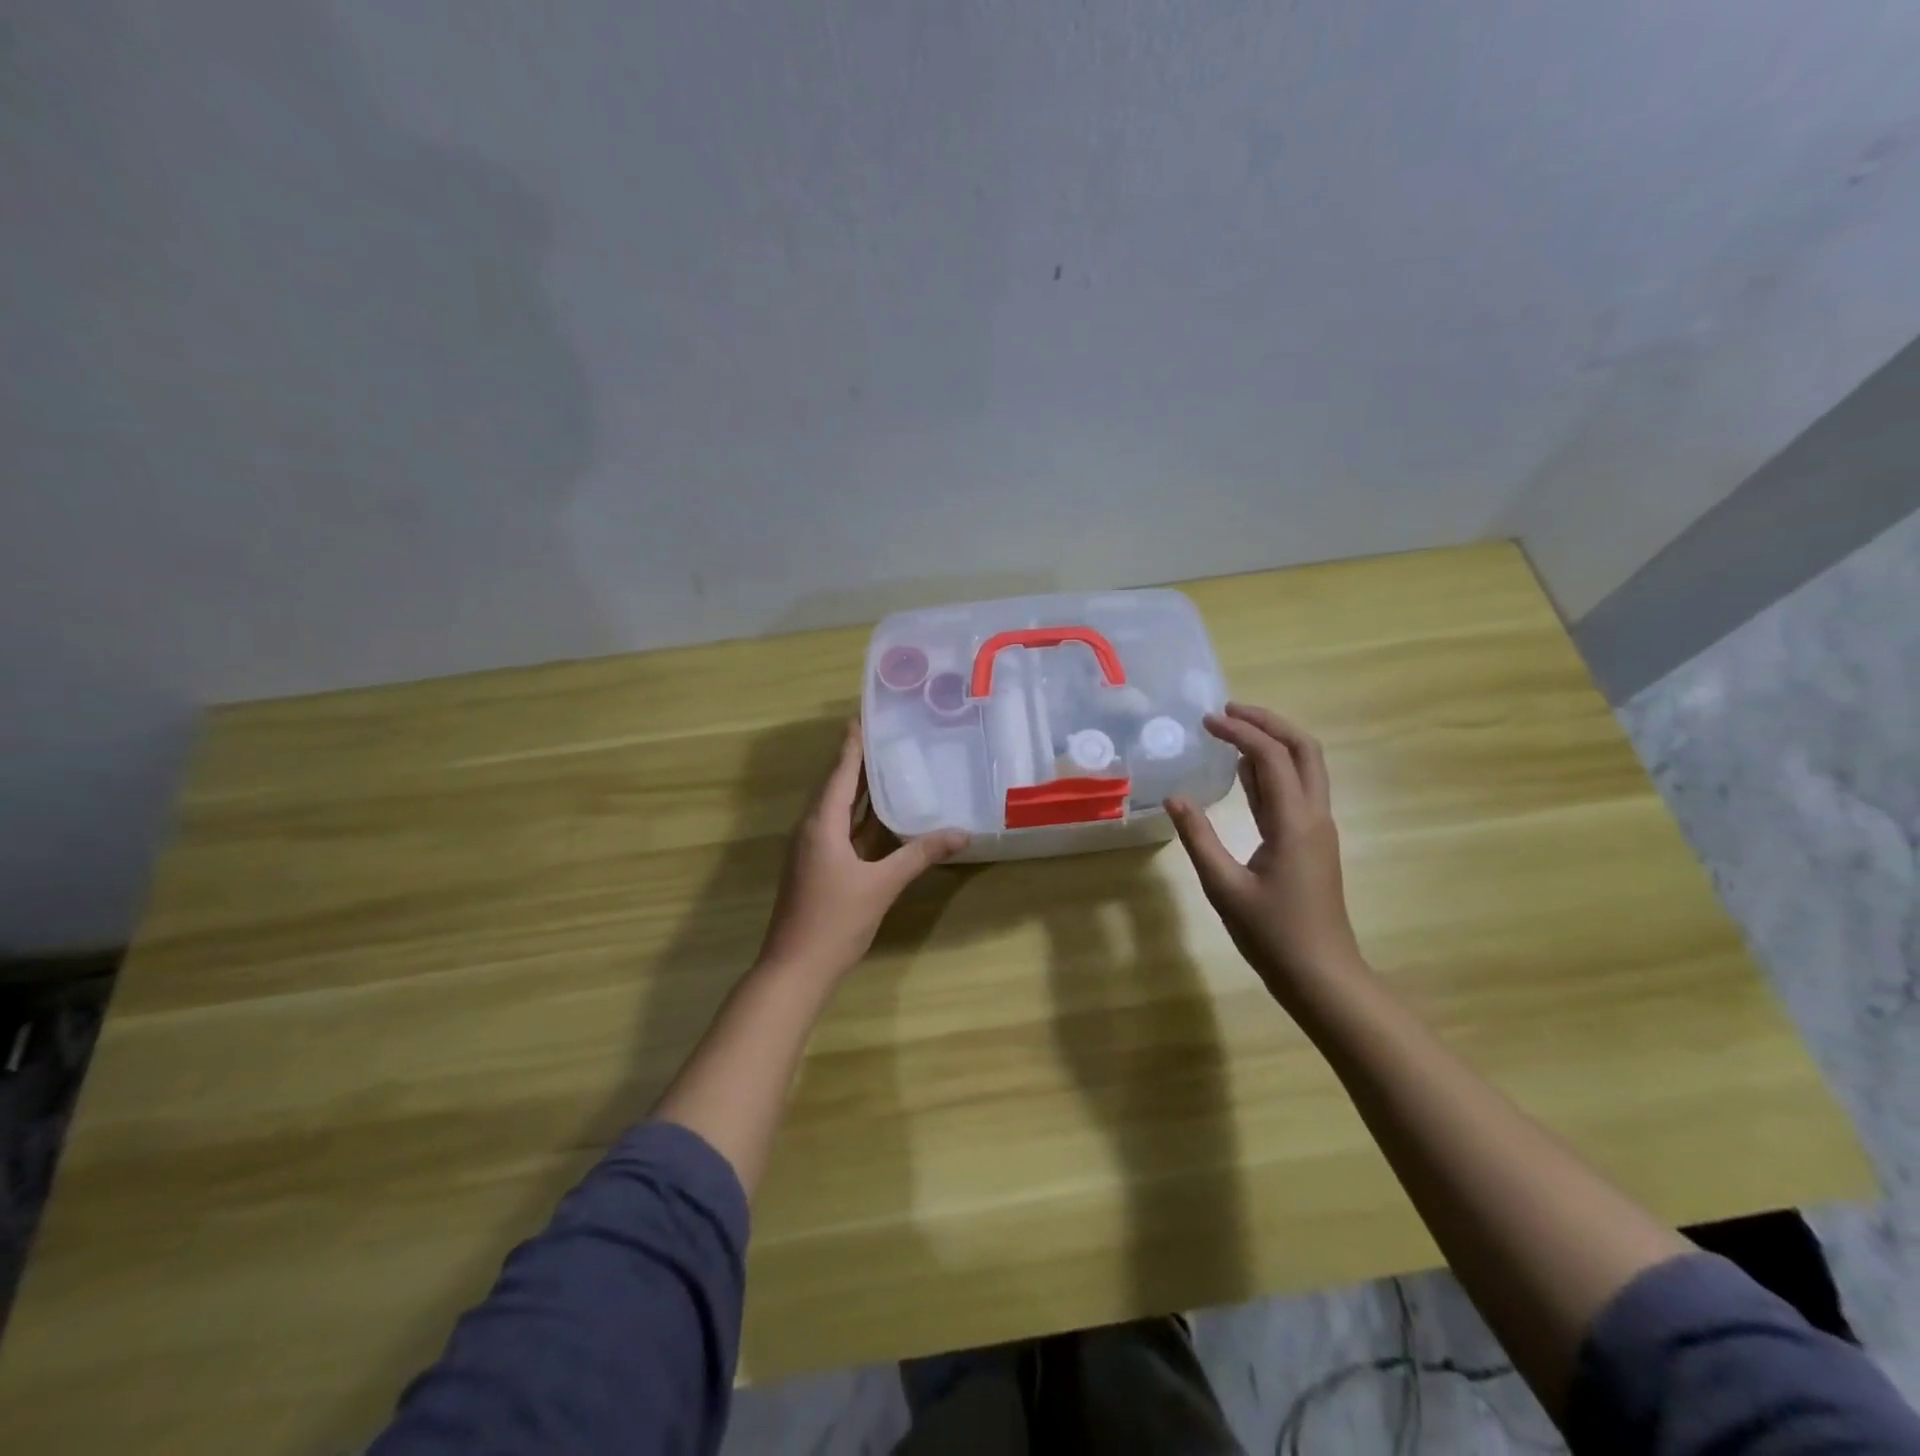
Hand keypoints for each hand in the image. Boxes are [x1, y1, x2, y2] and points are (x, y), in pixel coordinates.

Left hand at [757, 720, 968, 979]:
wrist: (795, 969)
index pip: (840, 772)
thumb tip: (961, 833)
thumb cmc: (835, 921)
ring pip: (838, 808)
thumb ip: (919, 856)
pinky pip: (840, 828)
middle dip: (859, 760)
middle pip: (837, 785)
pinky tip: (882, 815)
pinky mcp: (817, 866)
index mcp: (821, 824)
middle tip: (888, 735)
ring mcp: (813, 849)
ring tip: (889, 764)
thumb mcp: (882, 885)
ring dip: (859, 787)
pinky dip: (860, 815)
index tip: (865, 716)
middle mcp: (812, 828)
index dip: (853, 744)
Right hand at [1165, 704, 1362, 996]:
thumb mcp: (1224, 887)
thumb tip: (1174, 797)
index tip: (1207, 721)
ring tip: (1232, 730)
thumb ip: (1198, 838)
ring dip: (1272, 744)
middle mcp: (1314, 817)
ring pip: (1304, 769)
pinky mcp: (1311, 844)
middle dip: (1269, 723)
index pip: (1272, 757)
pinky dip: (1271, 773)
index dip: (1240, 731)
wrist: (1322, 977)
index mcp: (1295, 822)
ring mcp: (1317, 830)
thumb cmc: (1273, 935)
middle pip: (1304, 750)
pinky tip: (1244, 772)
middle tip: (1229, 711)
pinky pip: (1295, 794)